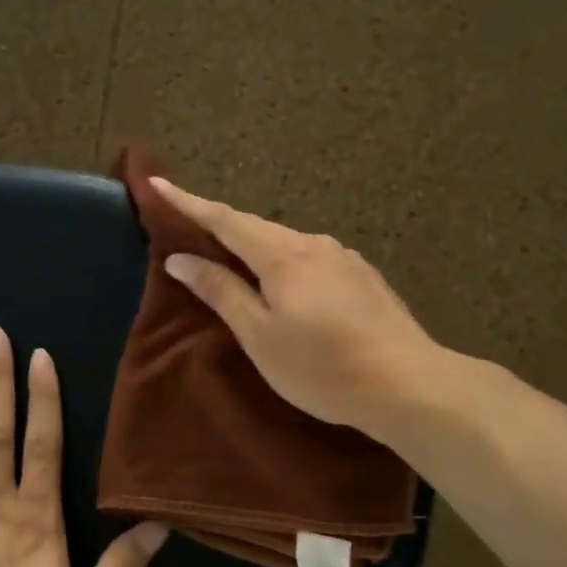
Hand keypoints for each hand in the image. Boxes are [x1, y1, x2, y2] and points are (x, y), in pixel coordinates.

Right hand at [153, 178, 441, 441]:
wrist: (408, 383)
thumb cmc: (323, 367)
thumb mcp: (260, 336)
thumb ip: (221, 292)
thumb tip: (180, 259)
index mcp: (282, 256)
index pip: (224, 220)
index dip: (188, 202)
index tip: (157, 183)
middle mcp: (313, 244)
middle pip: (255, 226)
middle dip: (219, 222)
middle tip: (189, 221)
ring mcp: (343, 257)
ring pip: (285, 242)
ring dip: (254, 244)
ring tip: (233, 256)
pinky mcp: (362, 275)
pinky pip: (309, 257)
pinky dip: (284, 260)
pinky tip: (285, 280)